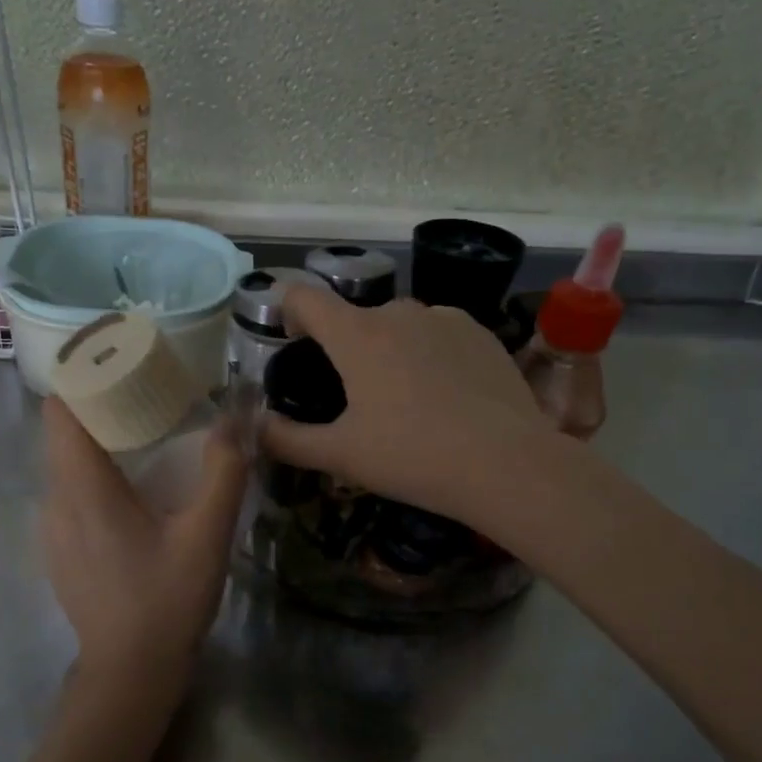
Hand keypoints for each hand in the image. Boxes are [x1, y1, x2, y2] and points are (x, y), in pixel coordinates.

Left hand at [40, 398, 247, 675]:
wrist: (129, 674)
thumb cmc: (166, 601)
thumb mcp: (207, 535)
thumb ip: (223, 472)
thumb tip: (237, 416)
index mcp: (84, 488)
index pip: (60, 409)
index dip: (83, 376)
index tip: (120, 360)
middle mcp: (56, 501)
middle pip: (63, 433)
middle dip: (99, 404)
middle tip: (147, 391)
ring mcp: (52, 530)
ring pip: (66, 464)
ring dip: (97, 441)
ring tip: (143, 435)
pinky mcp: (59, 551)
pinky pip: (69, 493)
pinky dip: (94, 474)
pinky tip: (131, 490)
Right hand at [262, 284, 555, 527]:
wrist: (506, 464)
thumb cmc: (412, 457)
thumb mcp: (341, 456)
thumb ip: (287, 440)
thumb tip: (256, 428)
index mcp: (357, 335)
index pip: (305, 297)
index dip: (288, 310)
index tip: (290, 339)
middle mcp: (399, 312)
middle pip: (356, 316)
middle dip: (346, 345)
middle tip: (353, 394)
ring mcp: (446, 318)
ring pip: (401, 324)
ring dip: (390, 348)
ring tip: (404, 397)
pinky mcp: (482, 333)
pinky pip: (439, 333)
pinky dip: (429, 353)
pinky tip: (444, 394)